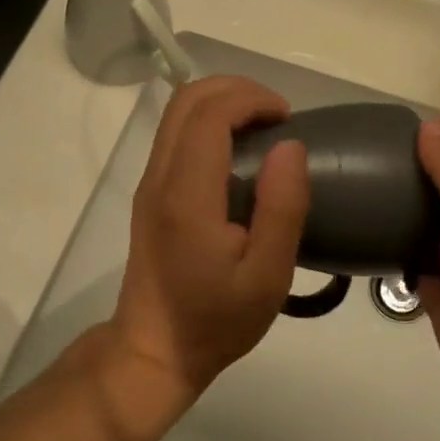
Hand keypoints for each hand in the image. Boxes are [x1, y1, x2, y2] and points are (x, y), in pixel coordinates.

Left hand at [110, 77, 310, 396]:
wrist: (153, 350)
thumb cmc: (215, 320)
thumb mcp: (267, 277)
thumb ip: (282, 209)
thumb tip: (290, 146)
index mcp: (187, 195)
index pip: (210, 114)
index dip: (252, 99)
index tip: (287, 119)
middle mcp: (160, 177)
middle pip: (187, 99)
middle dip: (237, 90)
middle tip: (278, 117)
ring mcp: (149, 182)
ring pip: (177, 111)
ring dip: (222, 103)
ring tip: (263, 129)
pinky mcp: (150, 191)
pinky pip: (176, 134)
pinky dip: (210, 121)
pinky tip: (240, 152)